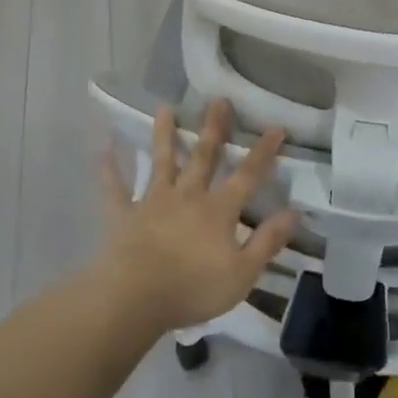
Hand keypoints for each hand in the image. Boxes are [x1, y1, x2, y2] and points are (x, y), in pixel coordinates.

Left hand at [98, 100, 297, 334]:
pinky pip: (116, 188)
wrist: (135, 297)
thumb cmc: (193, 288)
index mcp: (218, 210)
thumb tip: (294, 212)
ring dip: (164, 134)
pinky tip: (103, 148)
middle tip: (218, 100)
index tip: (276, 127)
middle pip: (203, 156)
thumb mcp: (242, 273)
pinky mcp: (125, 215)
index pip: (247, 175)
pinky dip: (109, 169)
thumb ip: (267, 241)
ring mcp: (153, 201)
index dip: (263, 153)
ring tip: (165, 108)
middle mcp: (188, 196)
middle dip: (214, 128)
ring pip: (162, 162)